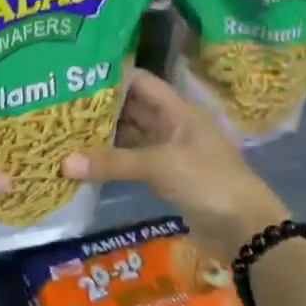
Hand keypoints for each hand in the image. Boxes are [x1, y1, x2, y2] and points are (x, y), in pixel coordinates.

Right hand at [63, 68, 288, 259]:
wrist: (246, 230)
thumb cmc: (209, 182)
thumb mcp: (160, 166)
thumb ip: (113, 163)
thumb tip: (63, 164)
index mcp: (177, 109)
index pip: (139, 81)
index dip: (110, 76)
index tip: (74, 76)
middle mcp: (171, 124)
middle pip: (130, 108)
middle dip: (99, 108)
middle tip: (60, 106)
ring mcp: (168, 151)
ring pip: (129, 136)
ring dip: (102, 136)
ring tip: (64, 131)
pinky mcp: (165, 176)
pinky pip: (132, 161)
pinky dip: (111, 161)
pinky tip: (84, 162)